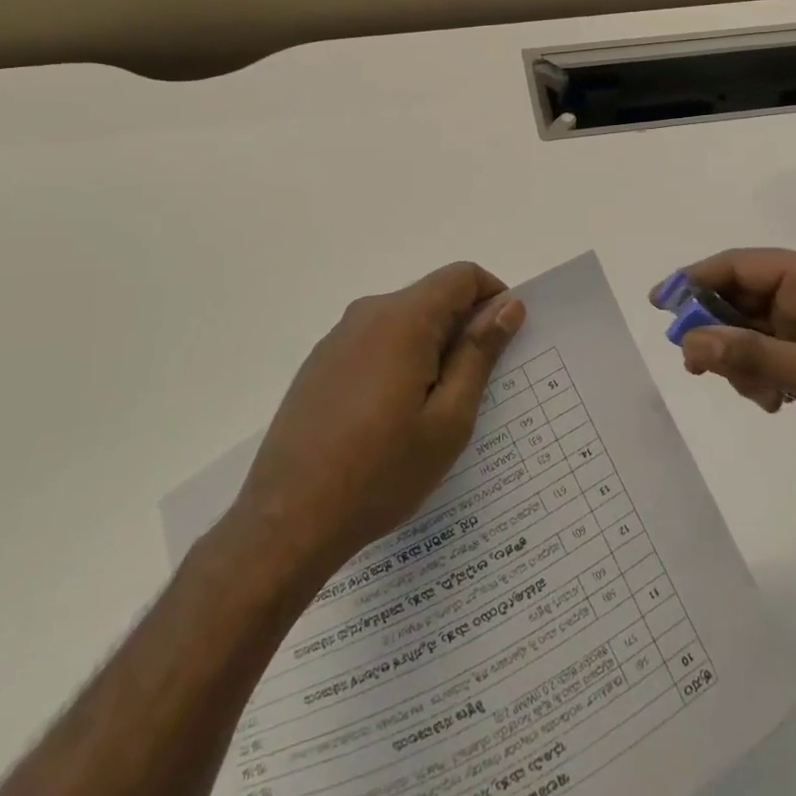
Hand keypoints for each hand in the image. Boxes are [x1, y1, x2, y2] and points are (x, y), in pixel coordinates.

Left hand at [226, 262, 524, 588]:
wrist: (287, 520)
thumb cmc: (381, 472)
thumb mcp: (449, 419)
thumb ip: (479, 353)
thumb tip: (508, 305)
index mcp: (403, 319)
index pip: (462, 276)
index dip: (494, 298)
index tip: (504, 343)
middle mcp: (368, 313)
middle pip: (433, 296)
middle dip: (464, 327)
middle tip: (476, 388)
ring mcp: (338, 337)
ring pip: (404, 321)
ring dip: (432, 347)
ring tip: (436, 411)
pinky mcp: (321, 362)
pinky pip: (376, 342)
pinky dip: (400, 360)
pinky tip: (394, 418)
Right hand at [654, 249, 795, 474]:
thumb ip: (753, 356)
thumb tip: (691, 342)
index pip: (738, 265)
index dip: (693, 280)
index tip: (660, 305)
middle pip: (739, 298)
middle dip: (717, 332)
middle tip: (699, 368)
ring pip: (750, 330)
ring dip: (741, 361)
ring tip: (760, 397)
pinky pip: (768, 352)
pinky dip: (759, 374)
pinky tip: (774, 403)